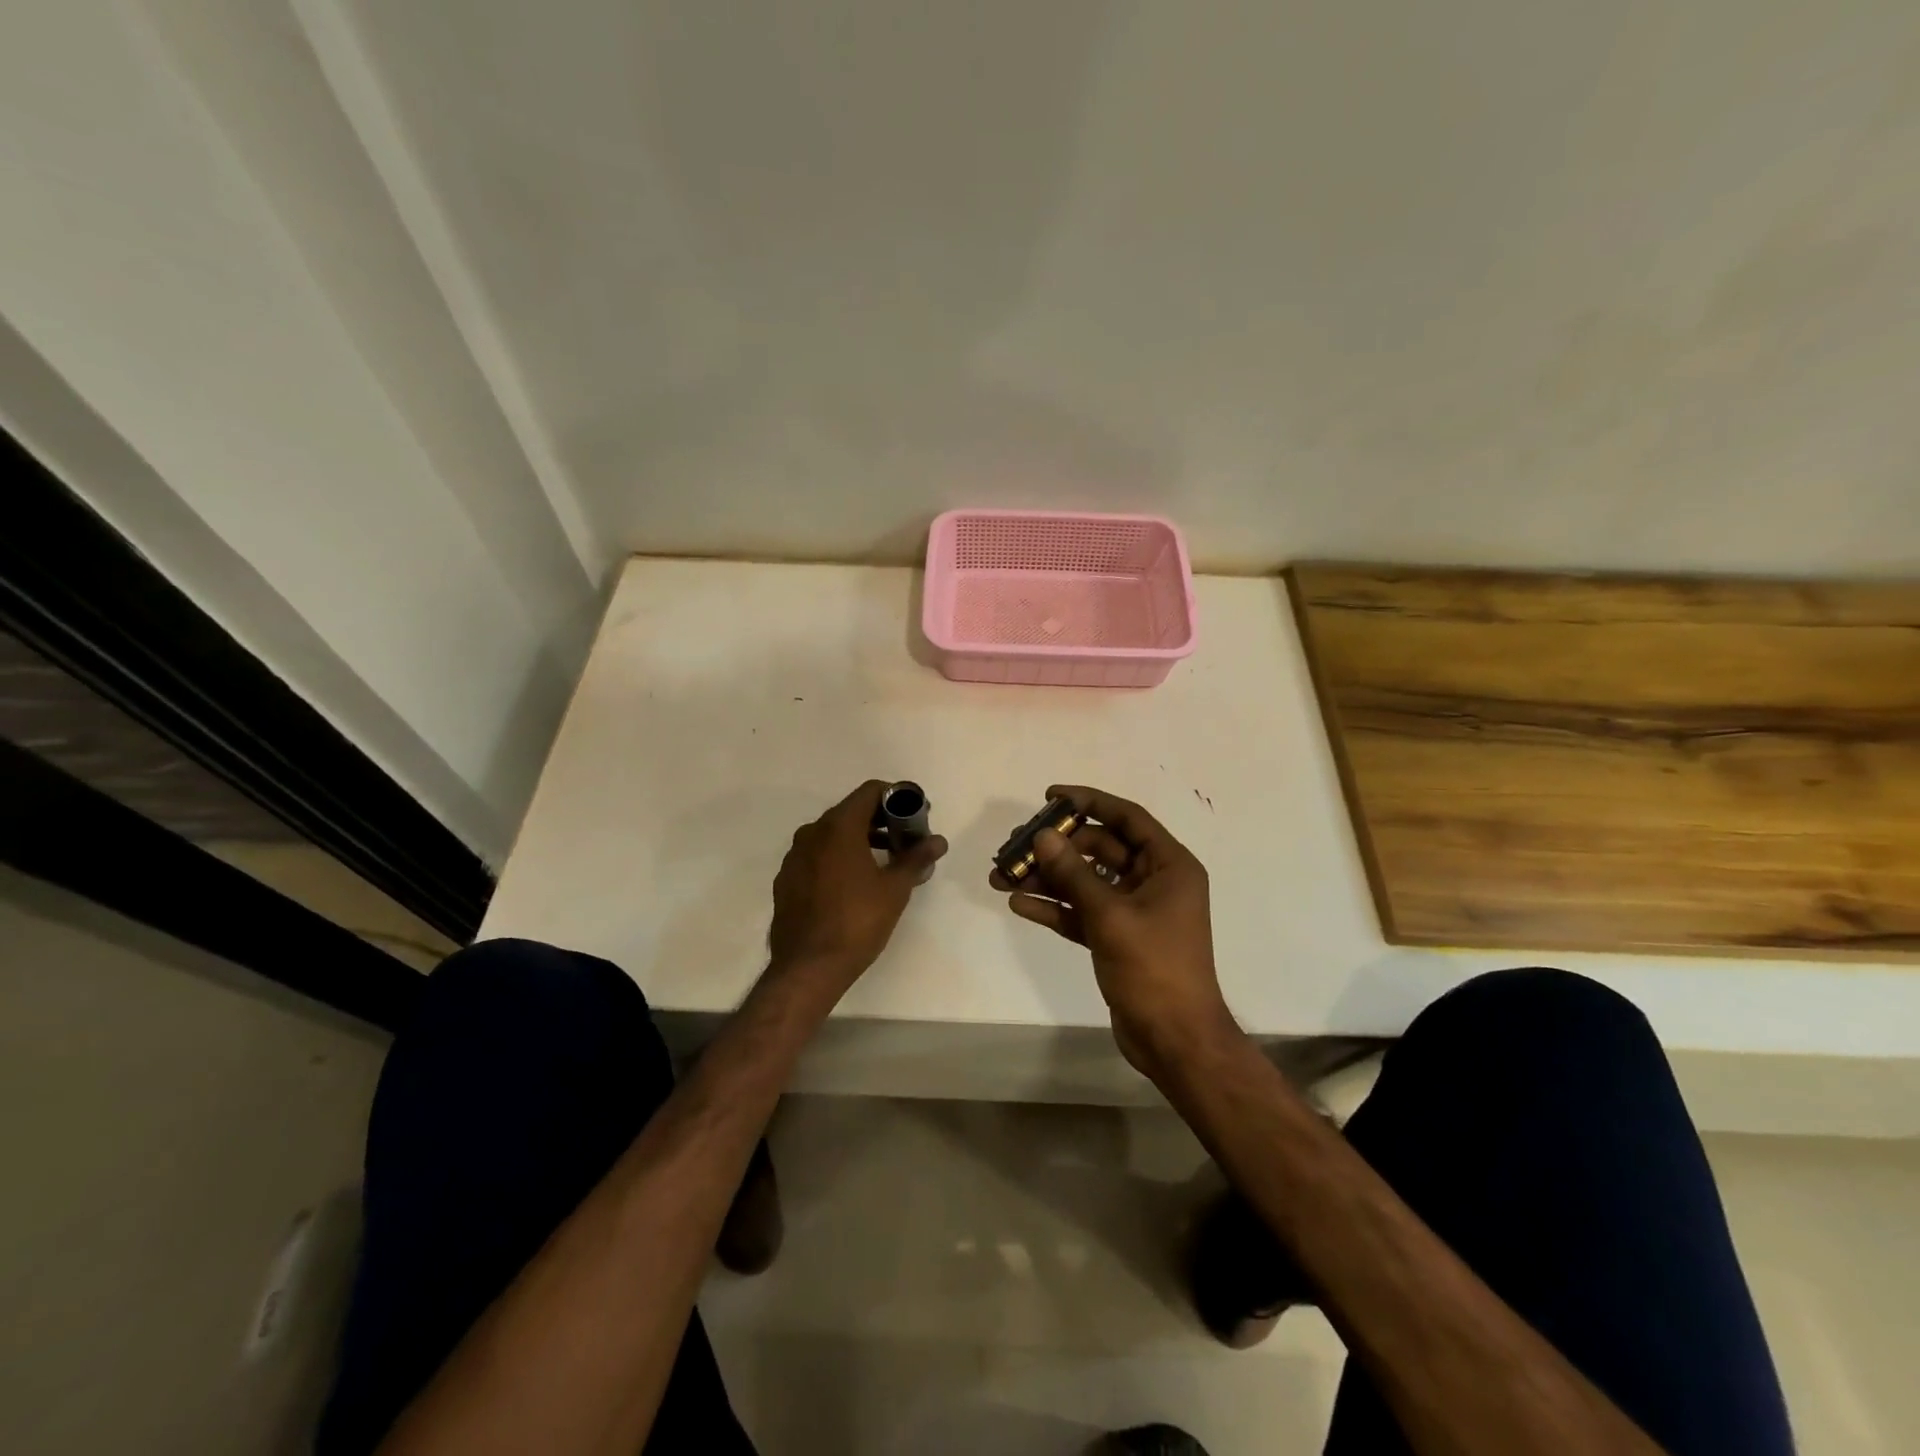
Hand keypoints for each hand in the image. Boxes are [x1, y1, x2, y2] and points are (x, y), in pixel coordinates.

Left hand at [769, 781, 947, 995]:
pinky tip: (854, 884)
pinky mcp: (787, 880)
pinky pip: (817, 856)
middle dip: (881, 820)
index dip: (896, 797)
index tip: (915, 815)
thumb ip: (916, 858)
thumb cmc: (857, 922)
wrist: (808, 967)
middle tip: (905, 840)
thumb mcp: (895, 889)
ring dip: (860, 839)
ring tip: (885, 862)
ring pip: (832, 835)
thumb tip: (938, 841)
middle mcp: (812, 833)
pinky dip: (838, 858)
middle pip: (851, 811)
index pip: (870, 791)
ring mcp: (795, 857)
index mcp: (838, 827)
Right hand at [991, 785, 1236, 1079]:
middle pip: (1099, 848)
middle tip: (1015, 846)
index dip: (1089, 801)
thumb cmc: (1153, 968)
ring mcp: (1135, 910)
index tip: (1049, 796)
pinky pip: (1082, 912)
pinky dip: (1055, 907)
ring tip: (1002, 877)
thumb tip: (1041, 836)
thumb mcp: (1110, 916)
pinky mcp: (1117, 937)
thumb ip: (1074, 874)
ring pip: (1085, 881)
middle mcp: (1153, 881)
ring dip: (1047, 878)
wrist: (1175, 1041)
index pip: (1127, 817)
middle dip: (1056, 848)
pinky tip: (1020, 904)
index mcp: (1169, 865)